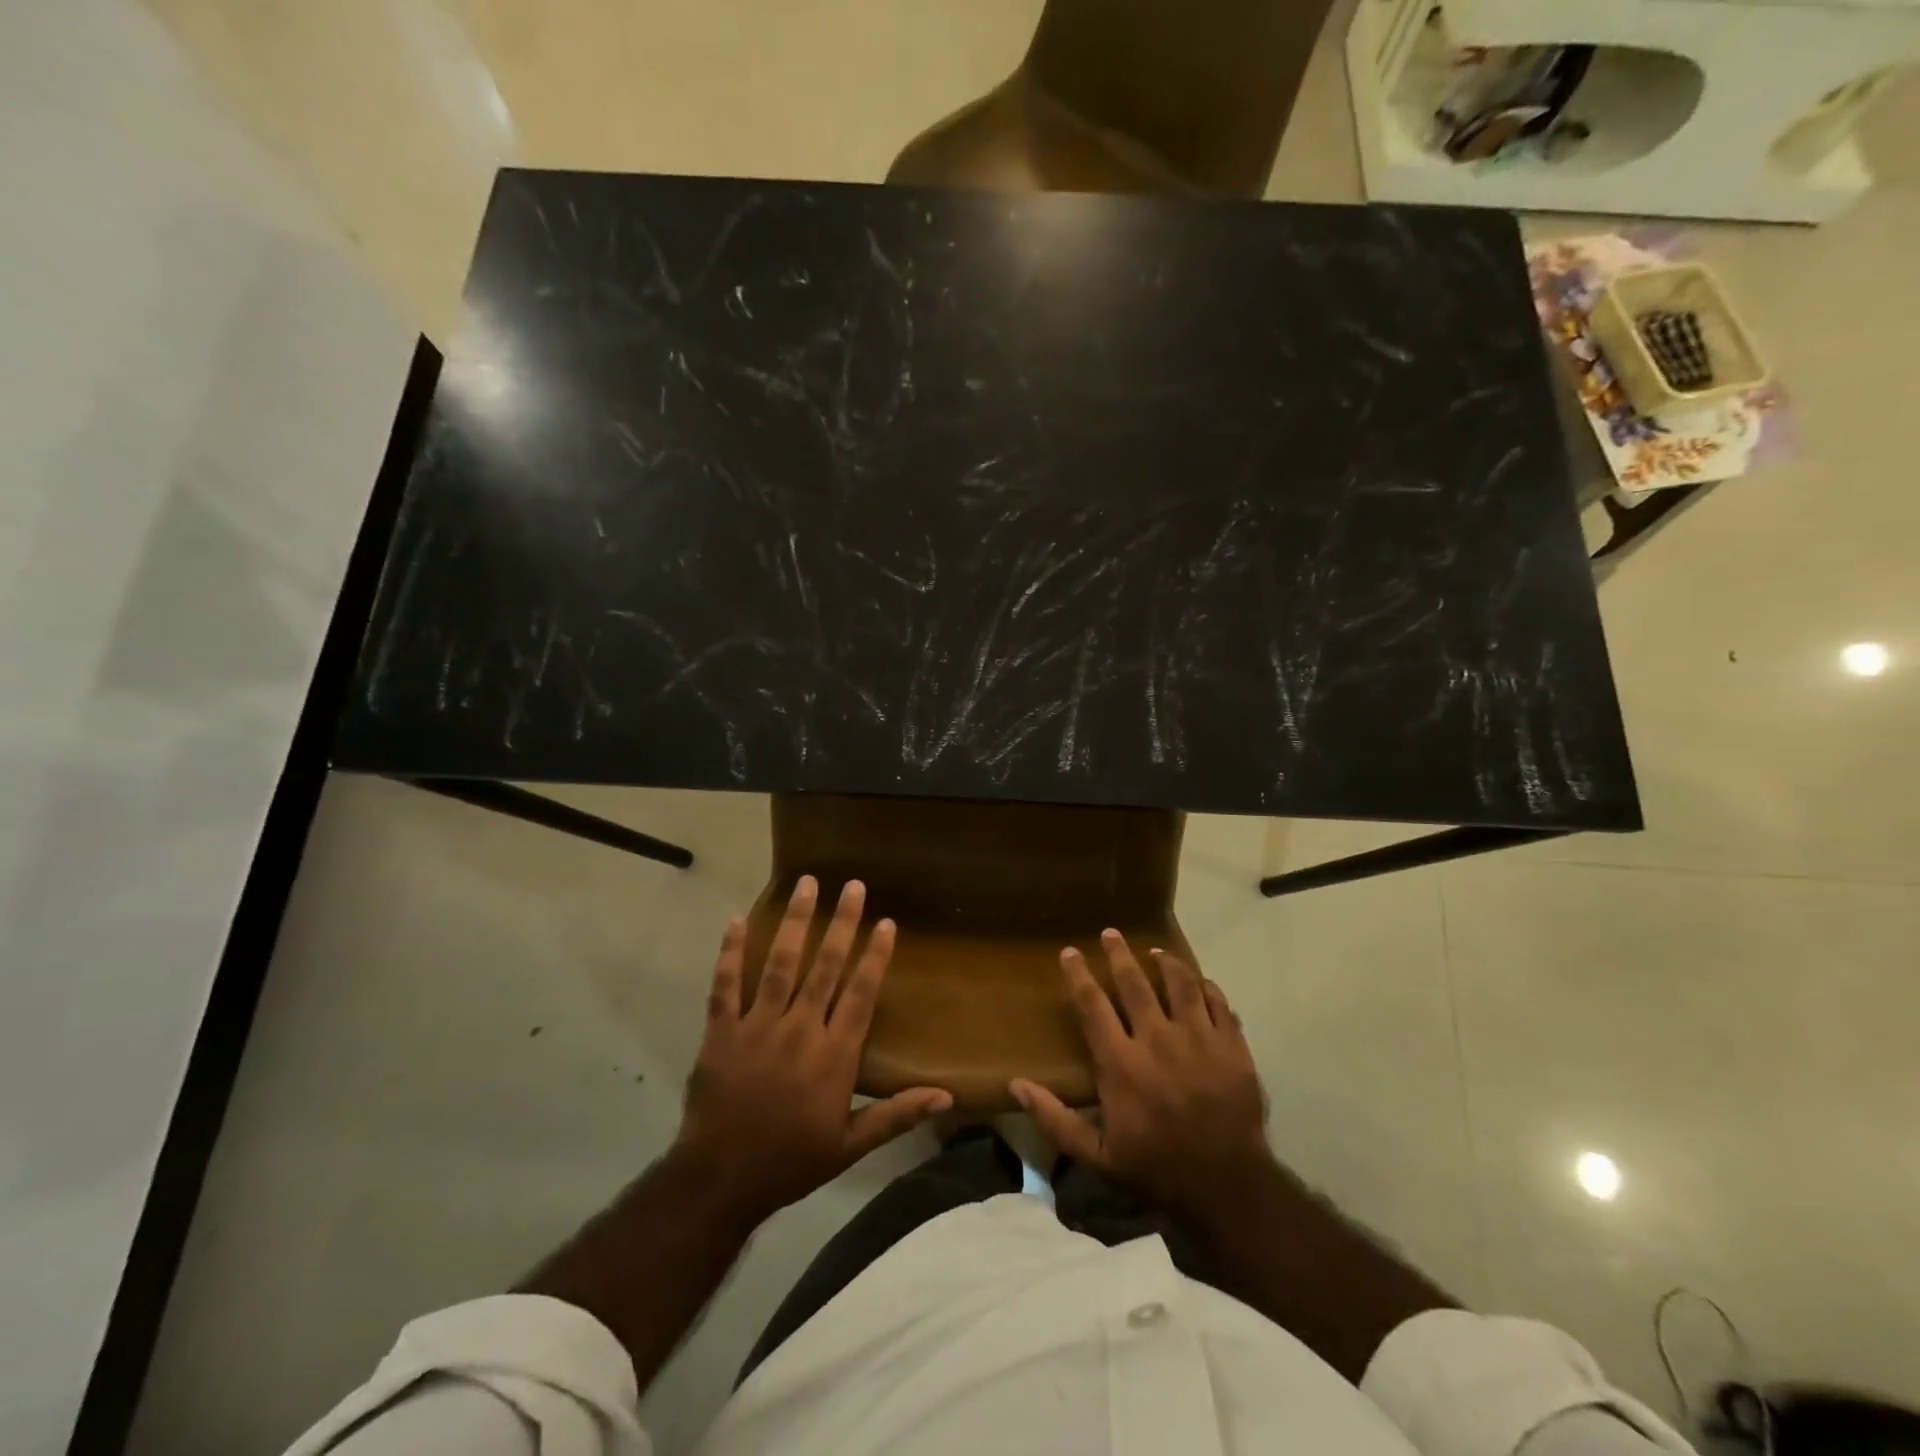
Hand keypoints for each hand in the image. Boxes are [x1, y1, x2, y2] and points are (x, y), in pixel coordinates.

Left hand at [673, 876, 951, 1223]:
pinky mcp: (721, 1032)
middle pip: (825, 966)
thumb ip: (897, 1115)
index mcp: (834, 1055)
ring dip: (795, 922)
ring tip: (807, 885)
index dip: (875, 955)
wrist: (720, 1181)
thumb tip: (947, 1097)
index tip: (885, 921)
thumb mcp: (850, 1146)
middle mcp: (800, 1030)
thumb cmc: (790, 1161)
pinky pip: (725, 985)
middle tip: (852, 885)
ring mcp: (758, 1027)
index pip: (861, 993)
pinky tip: (737, 920)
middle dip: (842, 923)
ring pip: (780, 964)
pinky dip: (730, 953)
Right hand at [1010, 929, 1274, 1224]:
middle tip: (1111, 934)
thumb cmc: (1156, 1168)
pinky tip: (1198, 982)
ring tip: (1155, 952)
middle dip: (1119, 954)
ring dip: (1165, 962)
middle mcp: (1157, 1040)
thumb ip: (1055, 1119)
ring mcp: (1199, 1039)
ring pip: (1180, 983)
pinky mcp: (1232, 1046)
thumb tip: (1015, 1085)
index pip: (1093, 1004)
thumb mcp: (1097, 1156)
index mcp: (1121, 1063)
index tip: (1070, 952)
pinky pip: (1218, 1002)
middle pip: (1135, 983)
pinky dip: (1205, 986)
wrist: (1227, 1187)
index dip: (1079, 975)